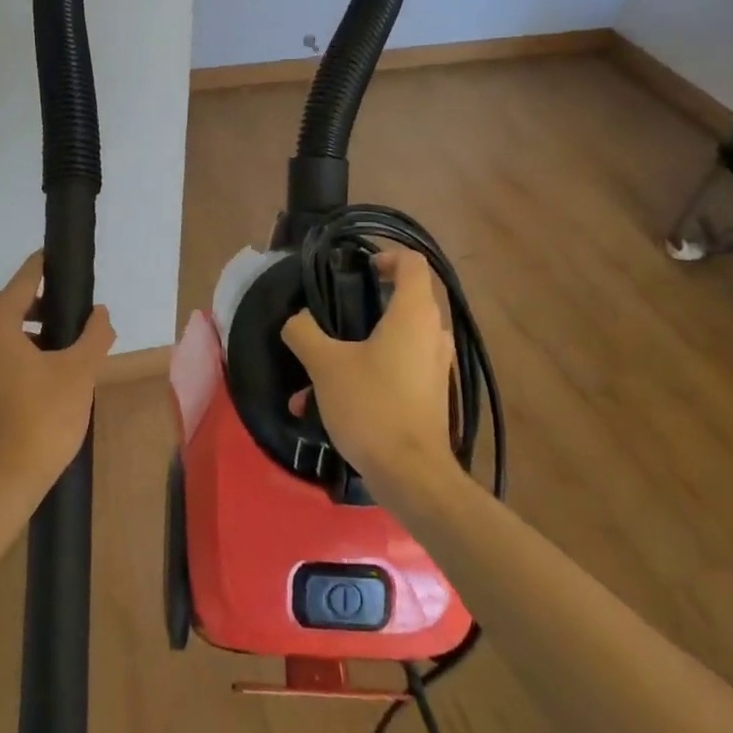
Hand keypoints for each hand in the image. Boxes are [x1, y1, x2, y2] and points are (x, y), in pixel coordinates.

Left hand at [0, 252, 115, 489]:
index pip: (22, 282)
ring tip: (65, 338)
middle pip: (8, 303)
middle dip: (38, 300)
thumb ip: (94, 335)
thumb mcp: (79, 371)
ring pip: (2, 329)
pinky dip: (20, 347)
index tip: (59, 257)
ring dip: (30, 326)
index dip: (42, 267)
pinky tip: (47, 365)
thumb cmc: (45, 416)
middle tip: (71, 305)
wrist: (9, 476)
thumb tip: (101, 313)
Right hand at [282, 248, 450, 476]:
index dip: (385, 256)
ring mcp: (435, 368)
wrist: (411, 475)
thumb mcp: (325, 364)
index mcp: (413, 315)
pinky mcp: (431, 396)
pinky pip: (397, 371)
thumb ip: (304, 332)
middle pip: (402, 301)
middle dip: (363, 307)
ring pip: (395, 341)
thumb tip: (297, 319)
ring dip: (357, 349)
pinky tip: (326, 405)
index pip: (411, 263)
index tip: (357, 270)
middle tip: (331, 317)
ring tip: (315, 373)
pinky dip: (366, 376)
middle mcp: (432, 335)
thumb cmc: (371, 405)